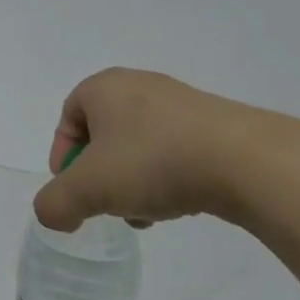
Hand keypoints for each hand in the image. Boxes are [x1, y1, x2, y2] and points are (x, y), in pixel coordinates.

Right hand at [32, 68, 299, 231]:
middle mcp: (140, 86)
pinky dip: (167, 177)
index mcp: (104, 87)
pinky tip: (179, 204)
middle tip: (106, 205)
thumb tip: (53, 214)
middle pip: (104, 135)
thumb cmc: (153, 162)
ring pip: (139, 146)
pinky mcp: (215, 124)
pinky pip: (174, 150)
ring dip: (133, 181)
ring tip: (146, 213)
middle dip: (100, 175)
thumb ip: (54, 204)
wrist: (246, 161)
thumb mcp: (87, 189)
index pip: (68, 118)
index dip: (63, 157)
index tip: (74, 191)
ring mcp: (181, 103)